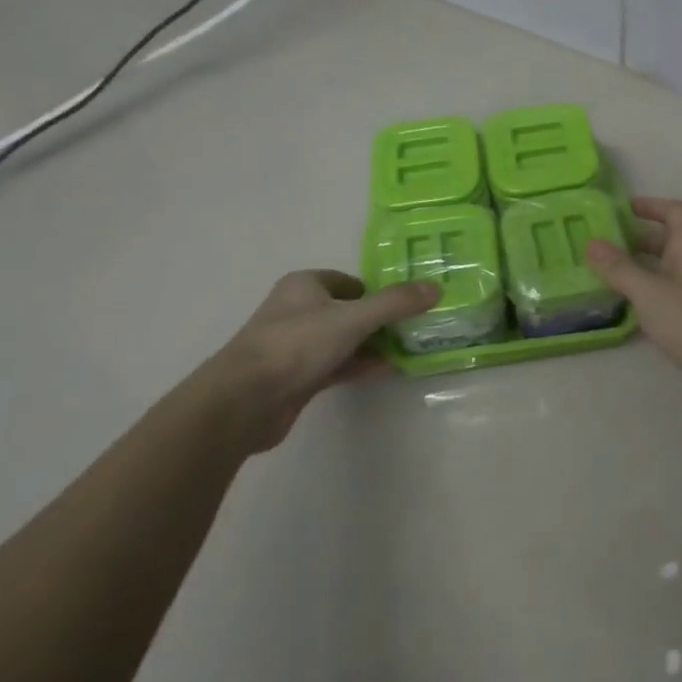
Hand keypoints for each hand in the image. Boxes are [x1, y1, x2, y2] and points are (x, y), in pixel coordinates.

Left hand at [194, 269, 437, 452]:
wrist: (245, 400)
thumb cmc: (297, 344)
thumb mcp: (353, 318)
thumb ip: (395, 303)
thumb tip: (435, 287)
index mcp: (304, 286)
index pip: (348, 281)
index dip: (376, 289)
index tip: (405, 302)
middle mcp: (298, 311)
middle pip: (348, 310)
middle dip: (379, 318)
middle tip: (414, 326)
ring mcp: (296, 346)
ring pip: (343, 339)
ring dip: (372, 343)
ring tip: (409, 347)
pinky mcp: (297, 377)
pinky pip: (337, 365)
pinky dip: (360, 364)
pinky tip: (386, 368)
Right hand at [585, 198, 681, 390]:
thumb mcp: (648, 291)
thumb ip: (618, 267)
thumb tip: (591, 242)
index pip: (674, 211)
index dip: (650, 205)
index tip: (620, 210)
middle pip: (667, 240)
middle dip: (636, 239)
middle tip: (603, 245)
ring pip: (666, 269)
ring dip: (639, 267)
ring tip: (606, 273)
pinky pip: (668, 293)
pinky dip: (647, 292)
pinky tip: (627, 305)